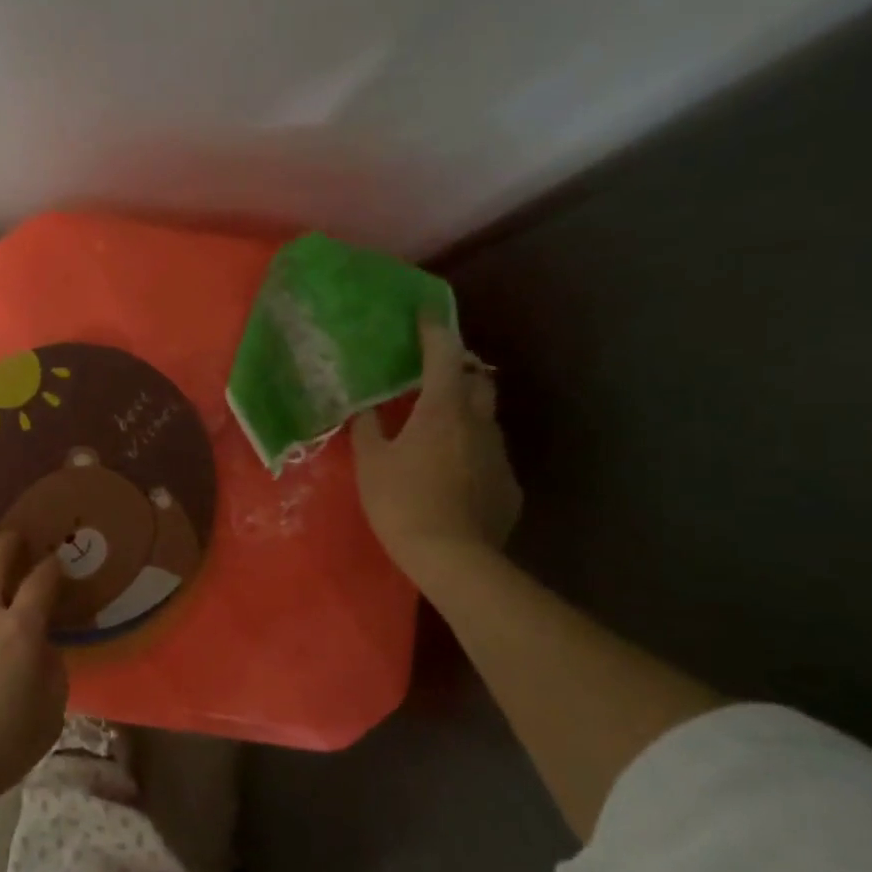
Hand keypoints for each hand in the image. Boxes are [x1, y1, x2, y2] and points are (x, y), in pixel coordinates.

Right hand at [352, 319, 520, 578]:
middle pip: (477, 381)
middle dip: (459, 373)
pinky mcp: (508, 485)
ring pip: (484, 420)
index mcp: (442, 411)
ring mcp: (498, 455)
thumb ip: (367, 428)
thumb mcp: (371, 463)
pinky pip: (489, 457)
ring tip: (438, 432)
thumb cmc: (402, 502)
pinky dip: (472, 454)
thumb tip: (363, 407)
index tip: (427, 314)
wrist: (452, 557)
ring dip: (464, 415)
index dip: (435, 331)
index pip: (444, 356)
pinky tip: (452, 476)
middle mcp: (478, 424)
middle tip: (433, 380)